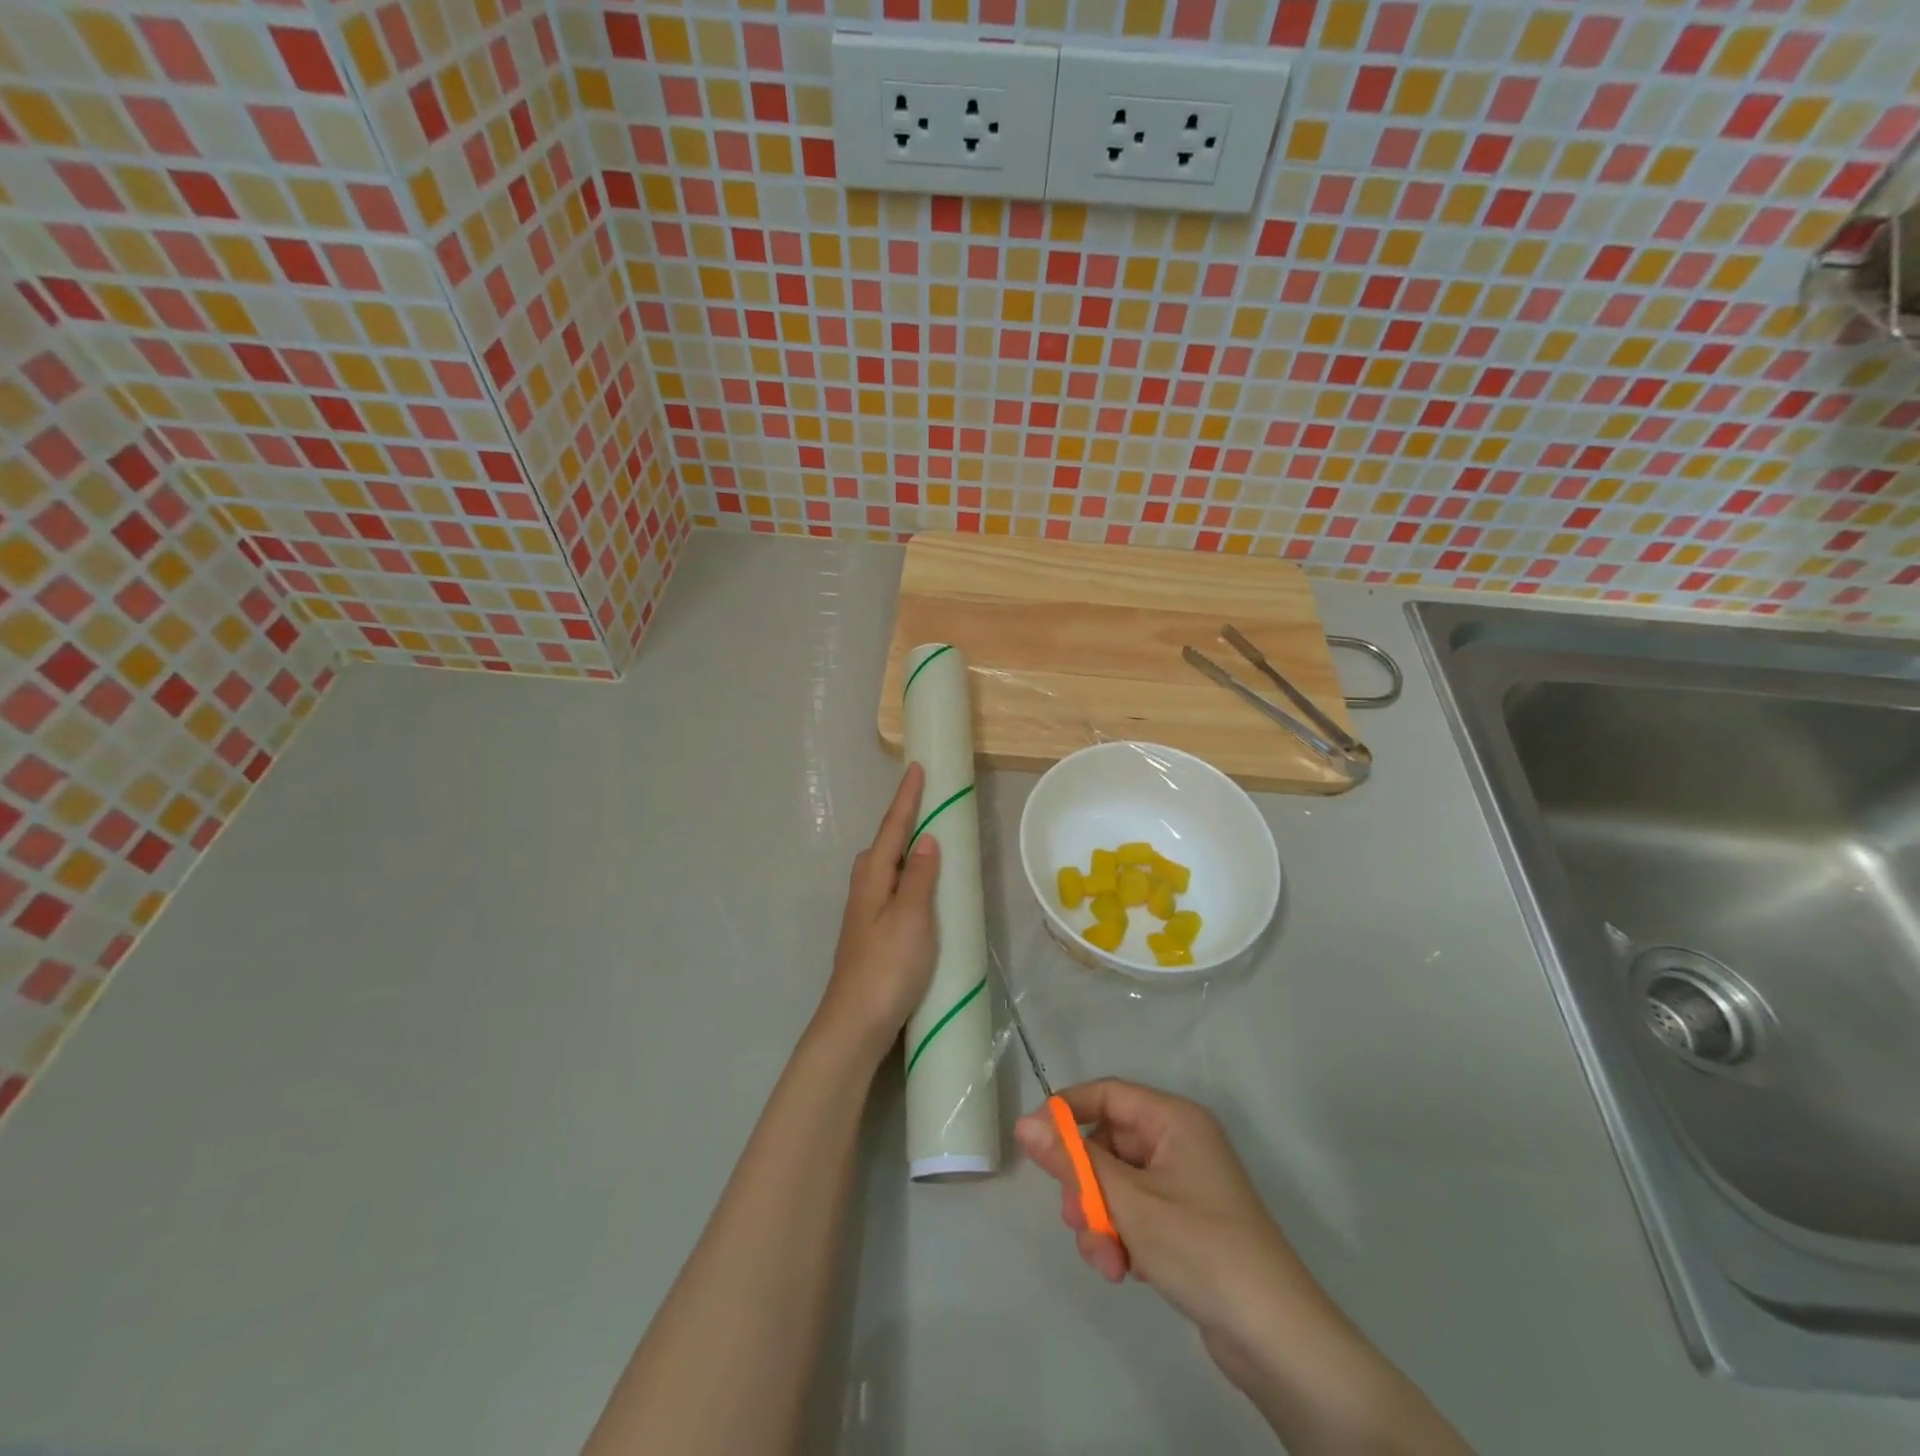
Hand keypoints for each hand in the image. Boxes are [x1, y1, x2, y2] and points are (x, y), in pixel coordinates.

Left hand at [813, 763, 940, 1063]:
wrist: (856, 1024)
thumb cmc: (887, 966)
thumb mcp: (912, 917)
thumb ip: (920, 877)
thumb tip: (926, 838)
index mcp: (873, 877)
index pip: (893, 828)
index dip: (907, 799)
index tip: (917, 768)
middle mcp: (864, 888)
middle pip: (884, 844)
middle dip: (903, 820)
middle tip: (928, 802)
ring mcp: (865, 912)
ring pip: (886, 867)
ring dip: (905, 849)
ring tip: (929, 839)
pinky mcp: (872, 933)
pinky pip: (892, 889)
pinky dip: (907, 876)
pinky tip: (919, 889)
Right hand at [1014, 1080, 1328, 1369]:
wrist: (1276, 1338)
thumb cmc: (1200, 1249)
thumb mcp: (1127, 1202)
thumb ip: (1072, 1161)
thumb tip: (1023, 1123)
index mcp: (1173, 1119)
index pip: (1106, 1094)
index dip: (1066, 1113)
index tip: (1033, 1145)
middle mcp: (1178, 1141)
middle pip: (1107, 1143)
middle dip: (1086, 1186)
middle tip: (1077, 1222)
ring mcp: (1182, 1183)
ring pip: (1116, 1183)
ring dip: (1101, 1219)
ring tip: (1108, 1262)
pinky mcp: (1184, 1221)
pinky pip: (1135, 1211)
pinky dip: (1122, 1236)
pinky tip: (1126, 1271)